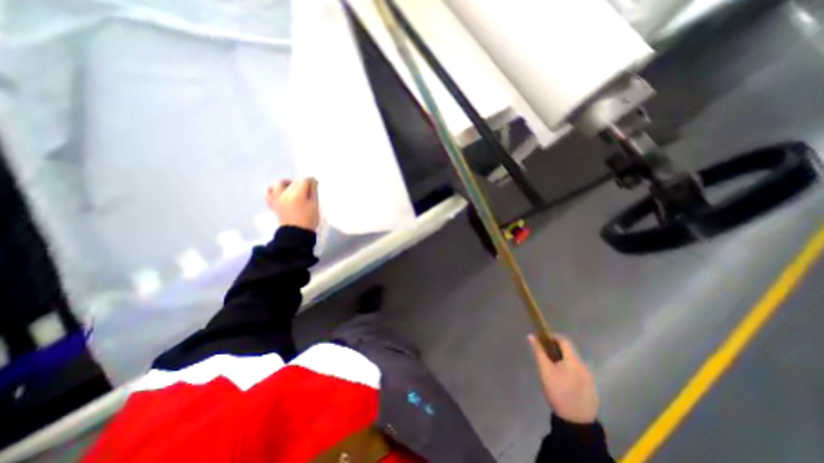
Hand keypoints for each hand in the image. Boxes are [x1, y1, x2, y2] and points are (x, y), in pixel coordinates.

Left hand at [271, 177, 320, 230]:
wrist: (296, 234)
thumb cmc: (309, 220)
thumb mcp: (314, 205)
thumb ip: (312, 193)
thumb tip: (312, 184)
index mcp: (297, 193)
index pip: (305, 181)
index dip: (312, 182)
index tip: (316, 184)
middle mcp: (284, 193)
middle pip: (292, 182)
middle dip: (299, 183)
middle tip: (305, 189)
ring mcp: (276, 198)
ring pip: (278, 185)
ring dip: (285, 185)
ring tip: (291, 189)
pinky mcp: (272, 204)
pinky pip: (269, 193)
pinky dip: (274, 191)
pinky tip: (280, 194)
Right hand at [527, 334, 598, 425]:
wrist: (576, 422)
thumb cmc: (558, 392)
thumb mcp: (545, 370)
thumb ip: (539, 352)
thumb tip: (531, 336)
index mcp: (574, 361)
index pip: (564, 340)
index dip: (552, 337)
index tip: (542, 339)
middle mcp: (584, 366)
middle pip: (569, 351)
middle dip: (556, 349)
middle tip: (545, 354)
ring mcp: (589, 377)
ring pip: (573, 361)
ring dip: (562, 359)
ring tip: (551, 366)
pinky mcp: (590, 387)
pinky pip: (578, 371)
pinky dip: (568, 369)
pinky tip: (561, 378)